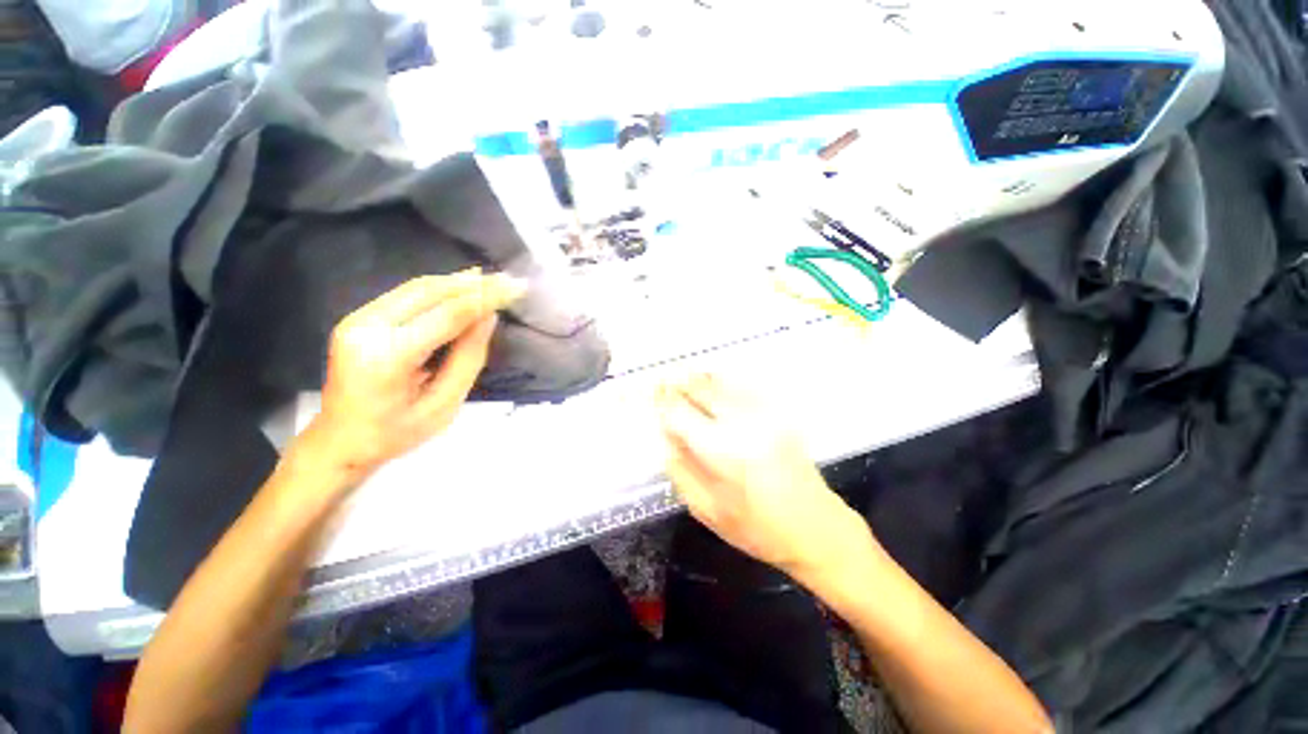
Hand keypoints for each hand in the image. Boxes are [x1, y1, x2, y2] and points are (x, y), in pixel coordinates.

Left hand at [298, 269, 526, 478]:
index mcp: (388, 357)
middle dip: (473, 284)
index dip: (484, 298)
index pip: (447, 315)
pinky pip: (405, 294)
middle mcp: (367, 328)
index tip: (515, 288)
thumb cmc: (397, 433)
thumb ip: (469, 358)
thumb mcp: (444, 404)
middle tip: (508, 280)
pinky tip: (461, 285)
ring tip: (491, 279)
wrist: (339, 441)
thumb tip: (489, 318)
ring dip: (457, 282)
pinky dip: (439, 288)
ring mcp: (357, 320)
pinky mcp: (358, 318)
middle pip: (429, 292)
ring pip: (416, 288)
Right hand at [656, 373, 865, 575]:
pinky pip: (740, 387)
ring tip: (681, 382)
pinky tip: (711, 388)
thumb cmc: (758, 529)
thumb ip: (679, 469)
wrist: (818, 528)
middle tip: (662, 384)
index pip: (680, 411)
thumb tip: (665, 435)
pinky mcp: (778, 414)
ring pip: (721, 382)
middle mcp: (742, 422)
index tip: (649, 395)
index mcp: (722, 450)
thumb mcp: (707, 510)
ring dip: (697, 380)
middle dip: (677, 383)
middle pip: (701, 388)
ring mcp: (764, 414)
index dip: (662, 400)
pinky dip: (720, 383)